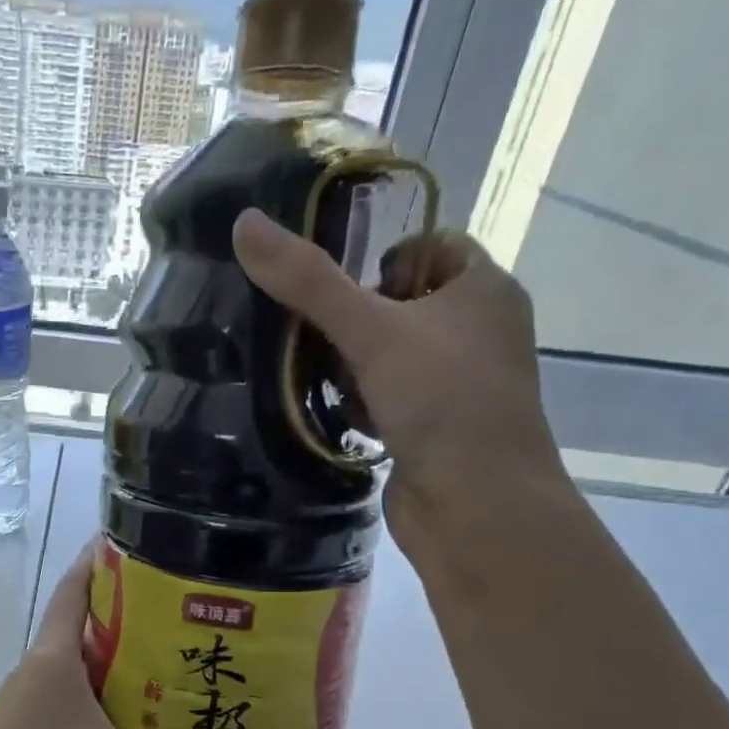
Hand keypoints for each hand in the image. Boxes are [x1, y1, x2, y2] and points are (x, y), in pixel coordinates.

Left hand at [0, 547, 258, 728]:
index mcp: (54, 657)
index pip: (73, 588)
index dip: (98, 560)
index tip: (135, 540)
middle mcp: (38, 668)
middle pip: (83, 624)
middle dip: (127, 614)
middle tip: (180, 609)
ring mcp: (27, 699)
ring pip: (77, 664)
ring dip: (115, 658)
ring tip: (168, 658)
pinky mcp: (25, 728)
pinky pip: (69, 695)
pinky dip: (100, 694)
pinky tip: (131, 716)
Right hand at [231, 209, 567, 542]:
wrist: (476, 505)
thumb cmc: (440, 401)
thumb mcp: (371, 330)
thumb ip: (308, 281)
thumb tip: (244, 223)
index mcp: (484, 290)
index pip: (432, 246)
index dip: (383, 259)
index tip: (339, 290)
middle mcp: (479, 332)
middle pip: (402, 305)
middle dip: (356, 321)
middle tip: (320, 340)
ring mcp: (460, 386)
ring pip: (392, 357)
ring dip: (354, 368)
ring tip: (326, 382)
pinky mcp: (437, 431)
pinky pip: (391, 401)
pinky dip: (365, 405)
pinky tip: (343, 418)